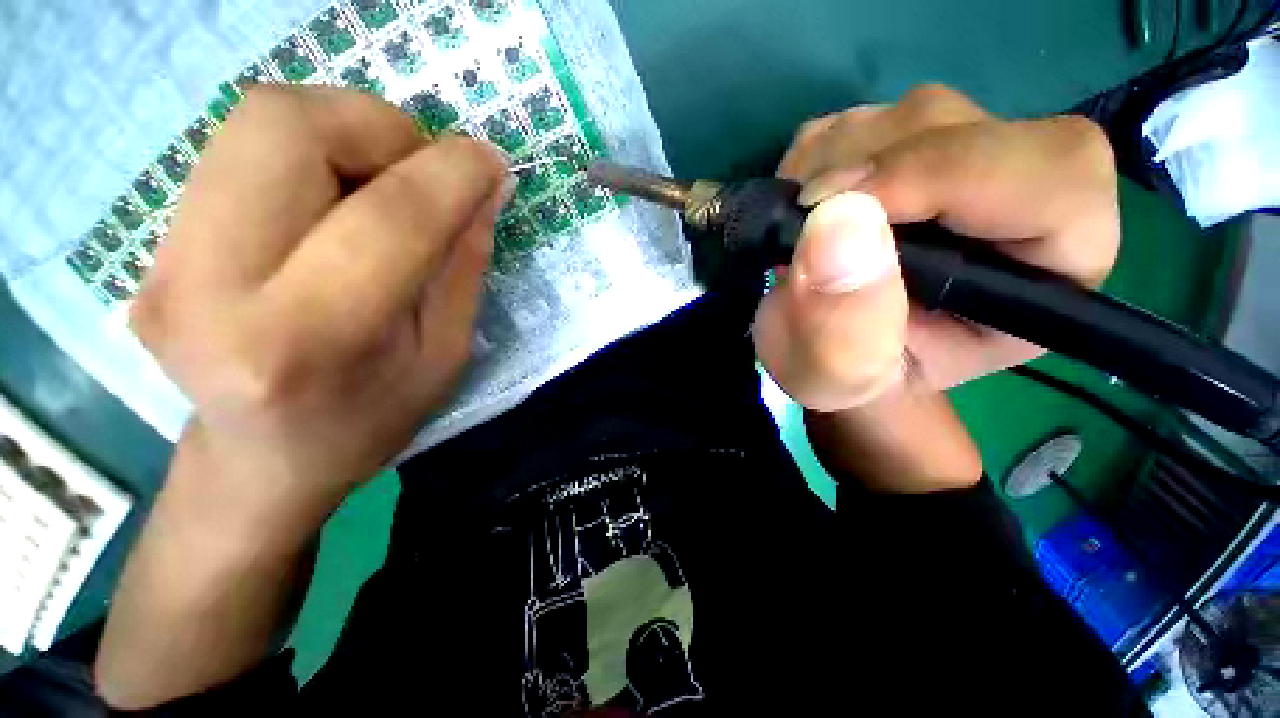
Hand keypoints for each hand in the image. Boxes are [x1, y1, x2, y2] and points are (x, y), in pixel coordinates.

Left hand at [132, 86, 508, 523]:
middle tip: (421, 170)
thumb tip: (485, 188)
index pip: (387, 219)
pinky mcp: (155, 245)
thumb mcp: (446, 355)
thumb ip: (464, 265)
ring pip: (256, 120)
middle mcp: (210, 289)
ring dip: (344, 130)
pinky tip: (336, 199)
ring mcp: (165, 261)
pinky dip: (310, 152)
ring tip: (381, 183)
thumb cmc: (371, 420)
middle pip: (284, 126)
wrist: (262, 460)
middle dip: (378, 126)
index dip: (451, 174)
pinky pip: (240, 150)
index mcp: (306, 341)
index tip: (490, 161)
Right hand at [755, 85, 1119, 411]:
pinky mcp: (905, 149)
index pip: (1053, 180)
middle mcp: (1020, 202)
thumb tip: (835, 222)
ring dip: (830, 167)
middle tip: (802, 223)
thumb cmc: (847, 376)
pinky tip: (800, 211)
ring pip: (909, 116)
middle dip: (868, 172)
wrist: (827, 351)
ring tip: (798, 233)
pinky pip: (858, 120)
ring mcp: (960, 164)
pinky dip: (811, 159)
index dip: (947, 175)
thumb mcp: (837, 375)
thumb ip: (844, 326)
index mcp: (1046, 275)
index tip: (842, 211)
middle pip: (968, 129)